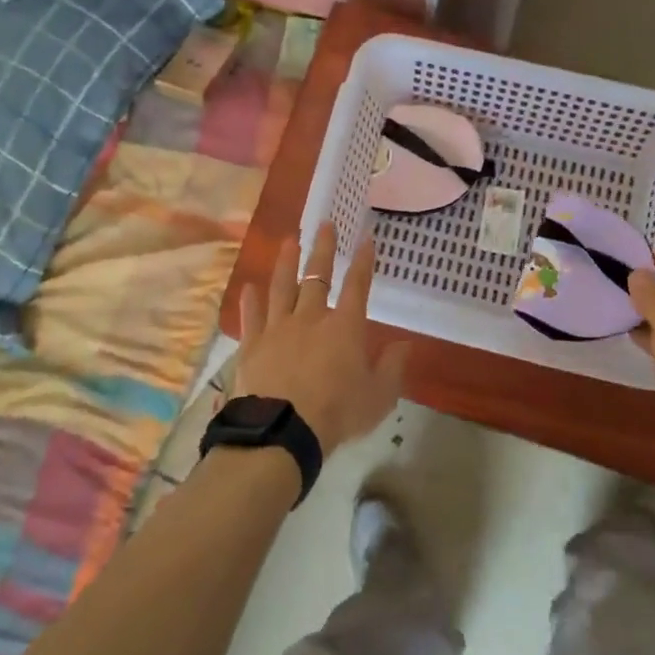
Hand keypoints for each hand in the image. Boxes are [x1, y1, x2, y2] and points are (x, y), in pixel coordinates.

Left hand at [234, 222, 411, 455]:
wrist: (283, 430)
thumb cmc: (338, 413)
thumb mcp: (378, 396)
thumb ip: (392, 367)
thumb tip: (405, 344)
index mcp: (345, 327)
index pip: (358, 285)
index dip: (364, 261)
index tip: (366, 238)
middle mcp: (311, 317)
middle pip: (317, 276)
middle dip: (322, 248)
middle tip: (324, 224)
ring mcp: (278, 328)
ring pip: (282, 287)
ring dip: (286, 262)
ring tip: (288, 241)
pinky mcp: (253, 344)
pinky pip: (252, 316)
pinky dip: (251, 301)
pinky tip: (249, 287)